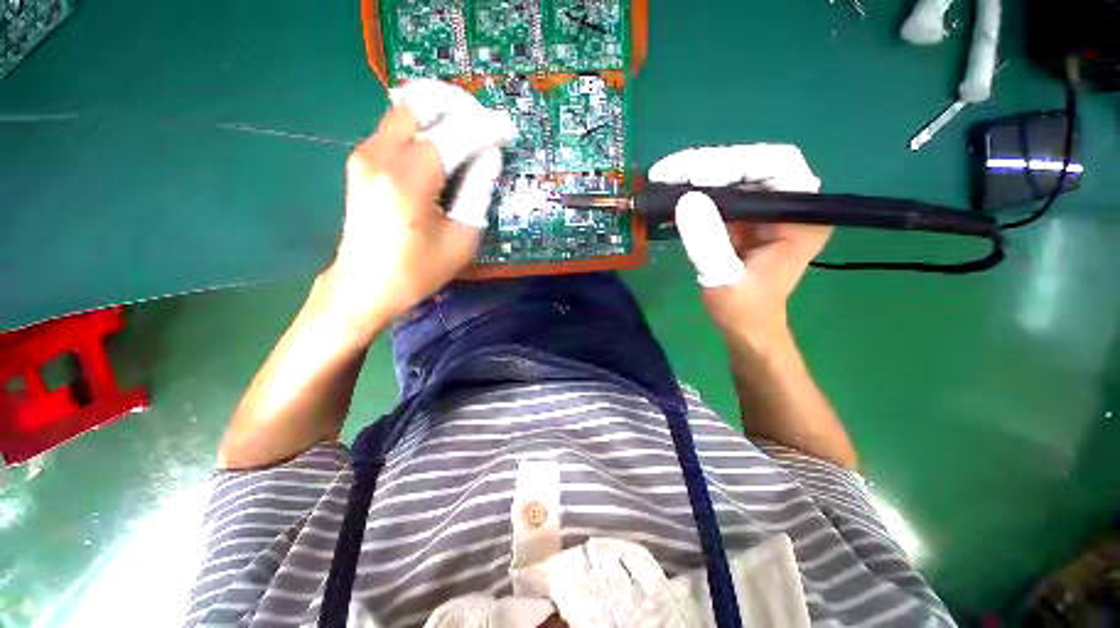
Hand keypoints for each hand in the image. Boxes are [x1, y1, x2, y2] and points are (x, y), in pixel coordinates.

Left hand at [323, 79, 515, 334]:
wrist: (365, 285)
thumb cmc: (418, 270)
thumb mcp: (461, 238)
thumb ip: (478, 191)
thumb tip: (490, 155)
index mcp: (407, 182)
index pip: (452, 136)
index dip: (484, 129)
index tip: (507, 130)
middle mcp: (379, 157)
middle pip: (419, 103)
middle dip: (457, 106)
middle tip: (484, 124)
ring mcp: (365, 155)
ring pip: (405, 110)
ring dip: (440, 113)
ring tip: (469, 133)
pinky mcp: (361, 161)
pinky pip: (396, 128)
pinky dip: (424, 127)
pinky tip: (443, 147)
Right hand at [648, 145, 830, 341]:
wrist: (745, 327)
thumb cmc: (744, 310)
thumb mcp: (724, 280)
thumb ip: (708, 243)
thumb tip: (685, 199)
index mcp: (801, 217)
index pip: (778, 166)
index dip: (738, 163)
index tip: (697, 177)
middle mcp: (787, 205)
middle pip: (750, 165)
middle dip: (708, 165)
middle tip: (668, 174)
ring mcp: (763, 211)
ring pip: (731, 176)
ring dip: (695, 175)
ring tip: (662, 179)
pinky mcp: (742, 219)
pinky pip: (718, 195)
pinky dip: (692, 192)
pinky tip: (668, 196)